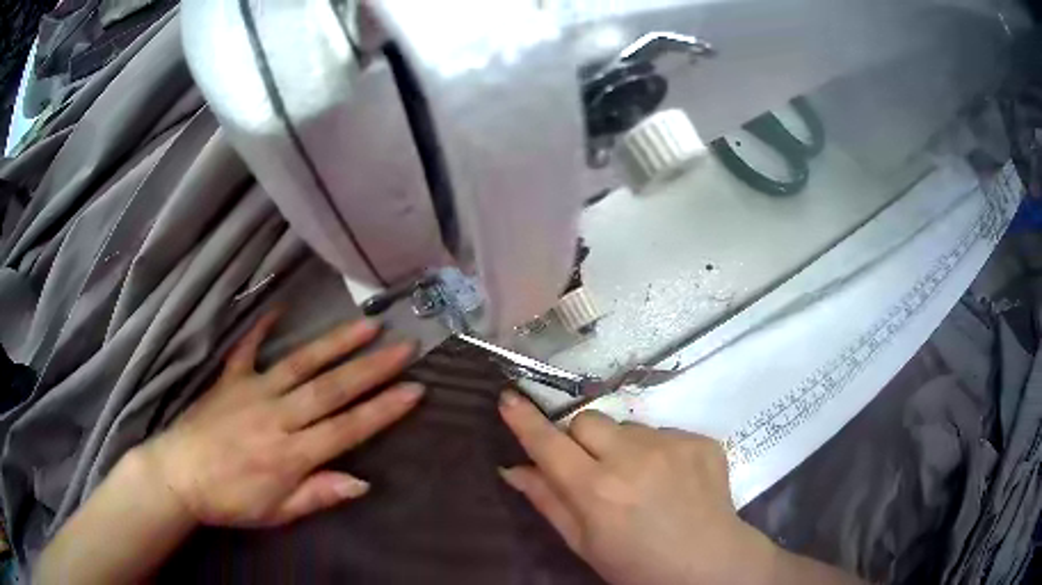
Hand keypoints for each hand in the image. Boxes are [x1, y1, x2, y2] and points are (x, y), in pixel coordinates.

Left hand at [139, 312, 424, 527]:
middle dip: (372, 369)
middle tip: (404, 347)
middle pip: (331, 389)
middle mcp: (277, 417)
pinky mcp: (229, 380)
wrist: (178, 476)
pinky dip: (261, 328)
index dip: (383, 410)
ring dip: (334, 344)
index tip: (414, 389)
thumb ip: (318, 494)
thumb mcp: (277, 512)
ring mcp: (252, 392)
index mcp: (291, 454)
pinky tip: (279, 308)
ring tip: (365, 325)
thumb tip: (362, 482)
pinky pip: (247, 350)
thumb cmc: (231, 499)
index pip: (347, 428)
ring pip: (300, 364)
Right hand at [497, 390, 783, 584]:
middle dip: (581, 440)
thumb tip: (512, 468)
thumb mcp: (584, 544)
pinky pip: (664, 432)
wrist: (709, 564)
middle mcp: (632, 459)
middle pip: (587, 420)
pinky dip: (658, 451)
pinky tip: (671, 479)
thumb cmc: (637, 565)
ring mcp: (672, 444)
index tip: (509, 398)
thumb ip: (548, 502)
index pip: (549, 444)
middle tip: (595, 469)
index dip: (525, 420)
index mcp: (597, 491)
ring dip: (624, 447)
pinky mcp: (700, 440)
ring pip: (628, 426)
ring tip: (642, 480)